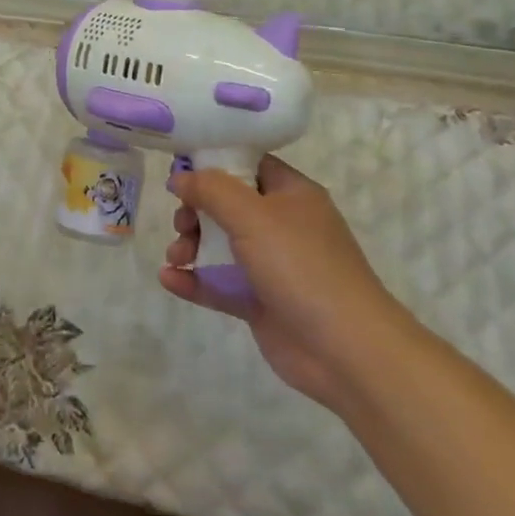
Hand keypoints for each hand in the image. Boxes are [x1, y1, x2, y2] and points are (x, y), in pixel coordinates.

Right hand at [160, 156, 410, 411]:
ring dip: (192, 246)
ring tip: (176, 255)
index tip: (180, 172)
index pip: (249, 165)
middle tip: (181, 223)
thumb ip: (211, 190)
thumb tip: (180, 177)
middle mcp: (283, 225)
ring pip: (222, 245)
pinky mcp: (261, 302)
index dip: (214, 165)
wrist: (345, 350)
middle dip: (197, 211)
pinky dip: (195, 280)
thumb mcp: (252, 215)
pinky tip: (169, 279)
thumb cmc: (301, 266)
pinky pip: (221, 284)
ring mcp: (273, 266)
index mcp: (292, 194)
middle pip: (228, 206)